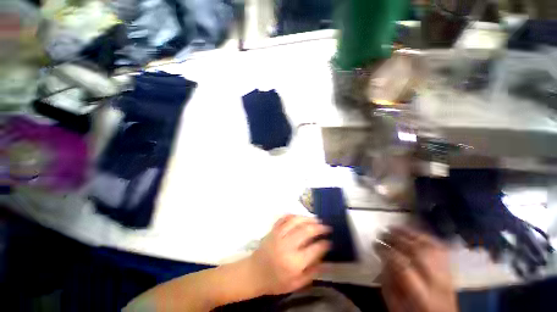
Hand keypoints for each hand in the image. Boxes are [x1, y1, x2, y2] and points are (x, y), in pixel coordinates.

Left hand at [248, 215, 330, 294]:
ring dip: (308, 218)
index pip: (314, 249)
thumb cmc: (275, 282)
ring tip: (316, 220)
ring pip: (296, 221)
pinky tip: (300, 217)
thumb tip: (325, 260)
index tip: (330, 241)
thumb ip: (311, 273)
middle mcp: (287, 246)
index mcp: (294, 263)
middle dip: (319, 227)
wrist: (254, 273)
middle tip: (326, 227)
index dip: (324, 244)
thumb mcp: (295, 284)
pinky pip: (285, 218)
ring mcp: (279, 235)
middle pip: (306, 231)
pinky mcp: (273, 230)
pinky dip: (294, 215)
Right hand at [375, 227, 457, 311]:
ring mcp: (446, 274)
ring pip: (429, 247)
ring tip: (393, 228)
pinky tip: (412, 233)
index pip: (402, 266)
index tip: (375, 245)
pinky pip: (438, 248)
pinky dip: (424, 237)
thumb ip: (387, 282)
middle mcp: (437, 282)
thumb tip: (383, 259)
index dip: (386, 251)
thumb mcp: (395, 304)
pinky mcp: (449, 270)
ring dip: (409, 234)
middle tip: (381, 234)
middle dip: (396, 239)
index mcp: (421, 295)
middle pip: (417, 252)